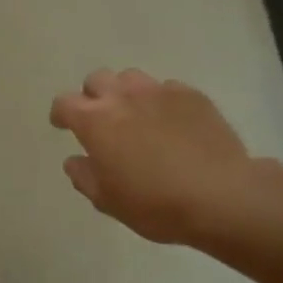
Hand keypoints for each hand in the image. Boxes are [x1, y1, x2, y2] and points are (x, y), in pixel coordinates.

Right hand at [50, 69, 257, 244]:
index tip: (63, 125)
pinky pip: (167, 88)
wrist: (221, 196)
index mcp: (95, 121)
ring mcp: (159, 92)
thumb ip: (84, 177)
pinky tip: (172, 124)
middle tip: (102, 120)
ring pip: (131, 78)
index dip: (61, 114)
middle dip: (93, 96)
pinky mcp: (191, 95)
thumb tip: (75, 161)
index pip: (64, 103)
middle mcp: (123, 97)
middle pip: (97, 80)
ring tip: (137, 116)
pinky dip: (161, 102)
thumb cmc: (156, 204)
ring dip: (126, 93)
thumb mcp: (108, 201)